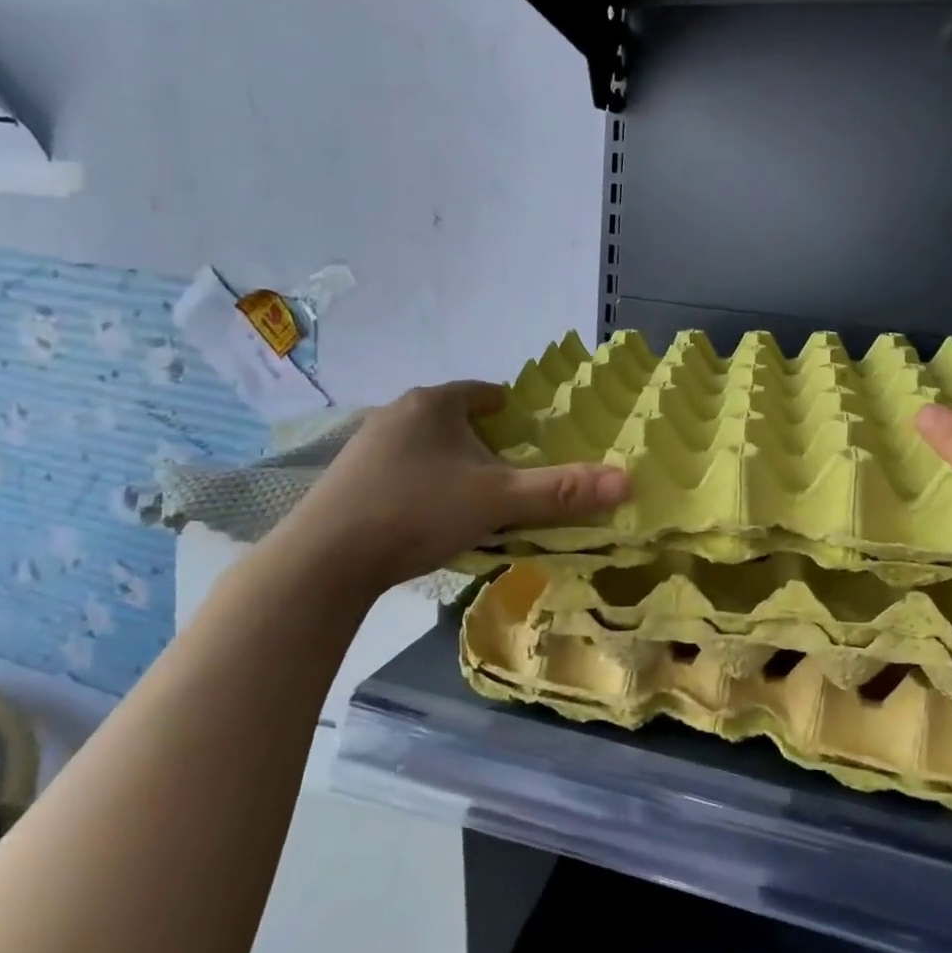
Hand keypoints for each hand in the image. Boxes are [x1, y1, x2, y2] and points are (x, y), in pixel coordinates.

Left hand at [264, 381, 628, 597]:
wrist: (323, 560)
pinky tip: (426, 515)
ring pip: (424, 445)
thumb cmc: (418, 511)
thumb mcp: (498, 500)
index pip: (482, 391)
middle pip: (453, 418)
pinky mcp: (345, 480)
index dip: (508, 407)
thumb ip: (561, 491)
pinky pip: (398, 470)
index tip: (525, 428)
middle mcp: (396, 414)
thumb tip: (627, 481)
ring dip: (449, 462)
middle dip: (481, 439)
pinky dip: (421, 483)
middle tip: (507, 469)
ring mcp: (365, 447)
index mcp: (434, 404)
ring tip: (471, 494)